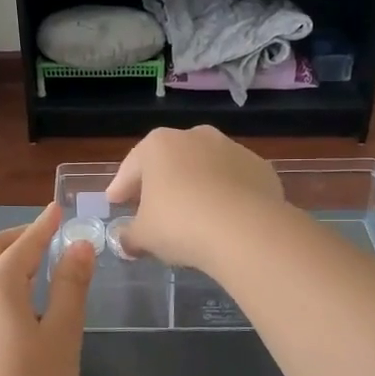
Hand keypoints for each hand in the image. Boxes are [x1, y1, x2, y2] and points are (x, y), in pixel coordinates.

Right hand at [105, 126, 285, 270]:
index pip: (131, 167)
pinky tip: (223, 216)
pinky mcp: (260, 167)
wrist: (246, 230)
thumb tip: (124, 239)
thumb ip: (129, 235)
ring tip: (191, 212)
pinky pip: (233, 181)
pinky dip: (226, 194)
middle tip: (150, 206)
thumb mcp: (144, 236)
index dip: (121, 187)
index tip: (114, 201)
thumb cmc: (180, 225)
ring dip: (195, 185)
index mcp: (158, 145)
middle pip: (169, 161)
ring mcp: (231, 148)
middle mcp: (194, 137)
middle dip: (159, 182)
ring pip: (204, 167)